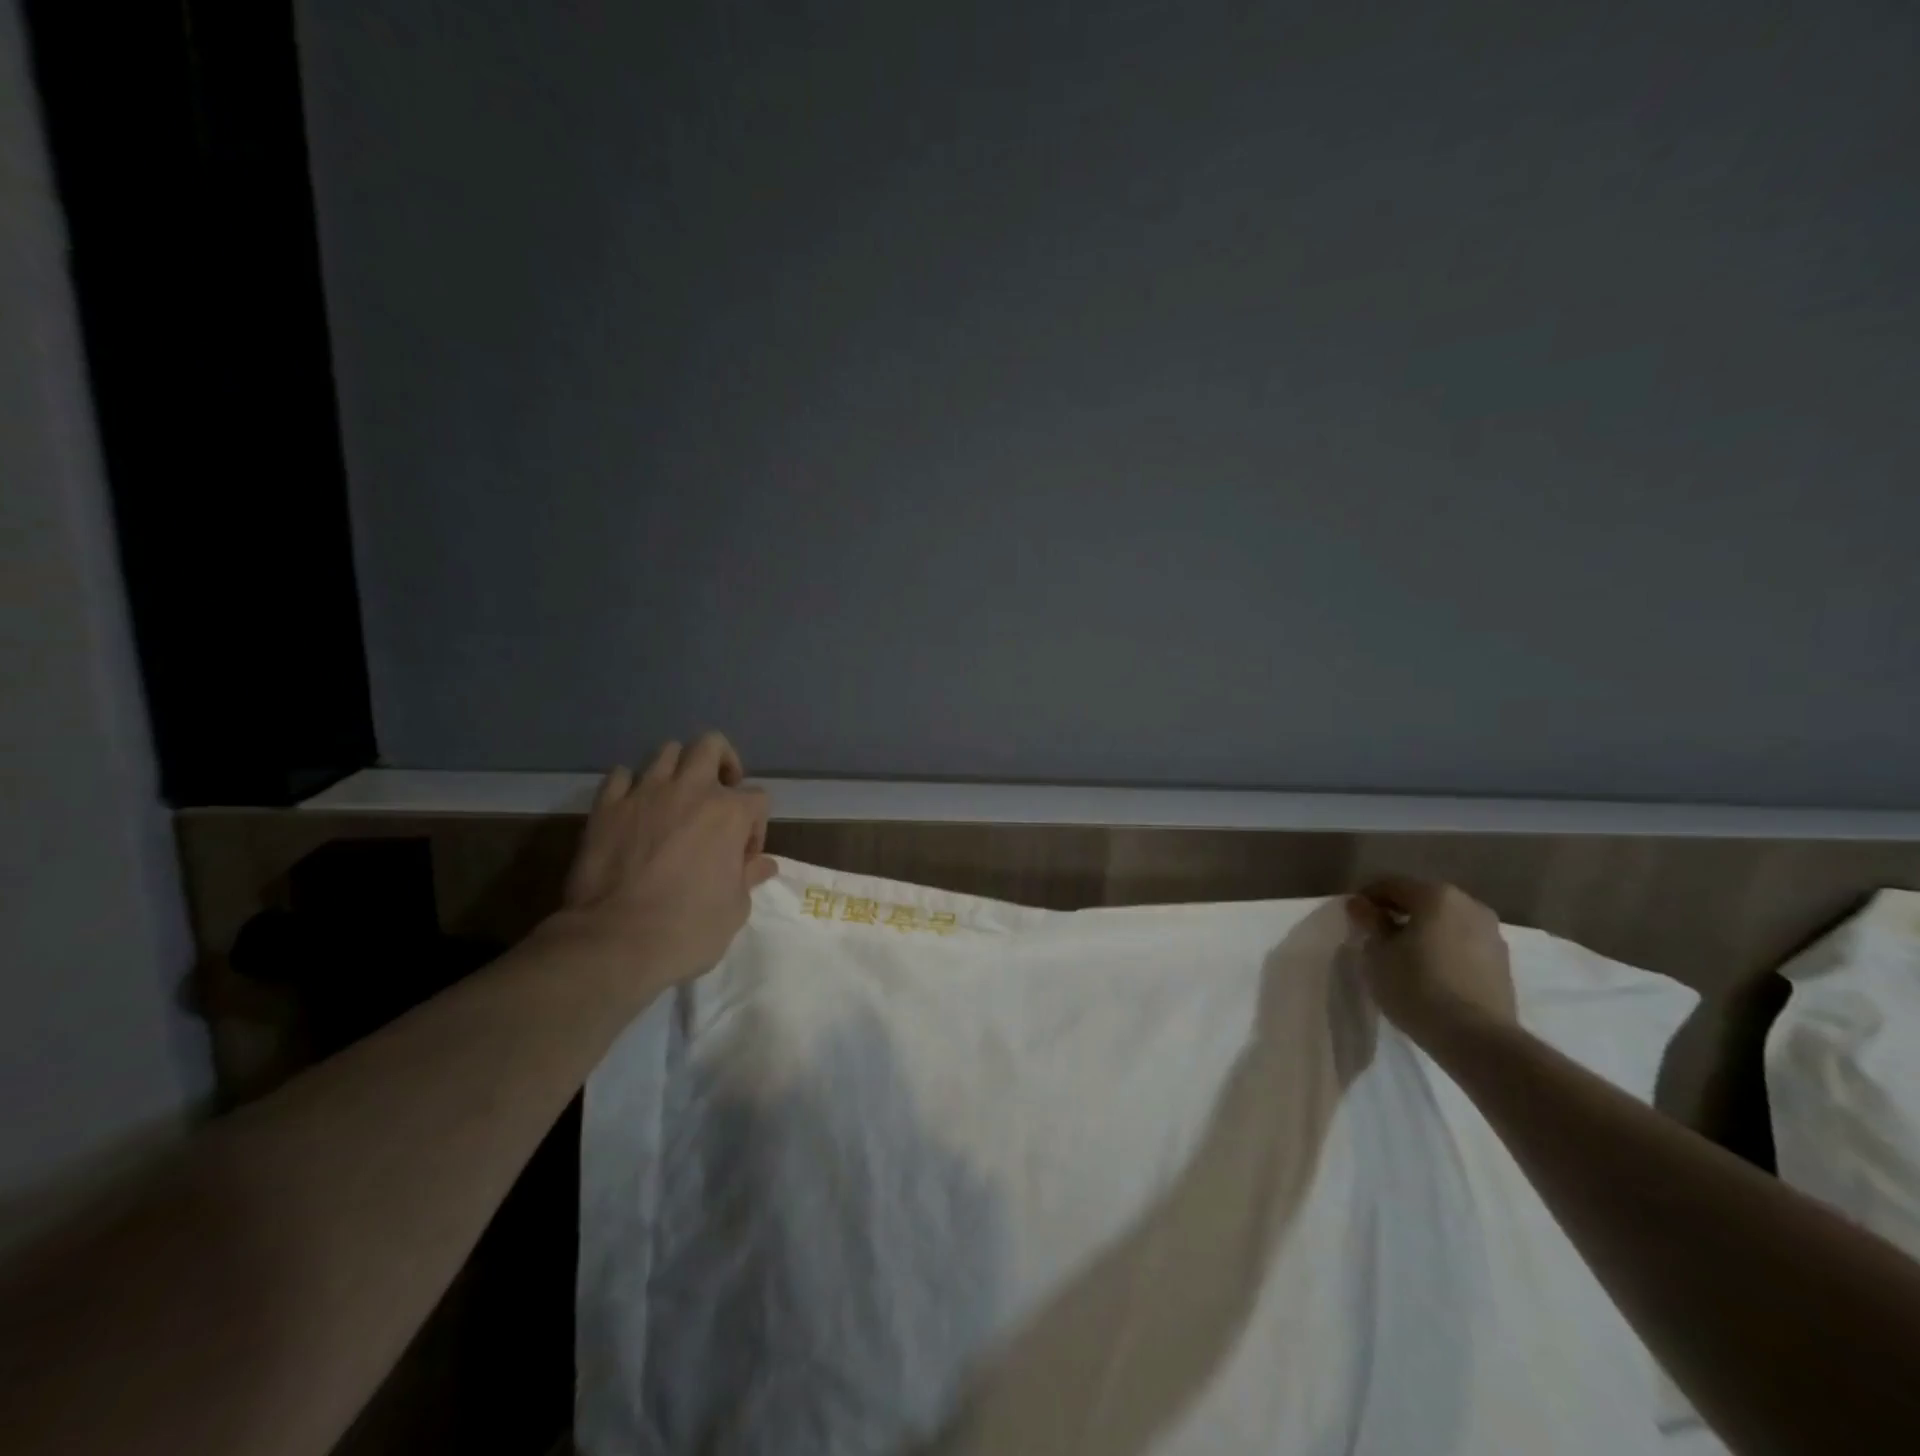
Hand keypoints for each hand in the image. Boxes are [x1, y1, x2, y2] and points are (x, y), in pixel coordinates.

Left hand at [553, 733, 778, 989]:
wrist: (615, 942)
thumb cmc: (688, 929)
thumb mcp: (735, 909)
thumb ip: (748, 877)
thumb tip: (761, 864)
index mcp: (730, 812)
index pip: (758, 799)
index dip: (755, 827)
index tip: (743, 858)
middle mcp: (690, 790)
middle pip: (711, 746)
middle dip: (722, 763)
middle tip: (720, 793)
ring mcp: (644, 793)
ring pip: (666, 752)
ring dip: (678, 770)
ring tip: (676, 799)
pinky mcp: (606, 807)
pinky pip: (620, 776)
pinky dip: (631, 787)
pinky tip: (634, 809)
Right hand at [1344, 878, 1516, 1044]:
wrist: (1478, 1039)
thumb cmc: (1417, 986)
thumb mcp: (1377, 953)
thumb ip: (1369, 922)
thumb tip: (1361, 904)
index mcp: (1436, 895)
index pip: (1390, 885)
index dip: (1366, 899)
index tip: (1353, 920)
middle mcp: (1469, 905)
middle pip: (1422, 901)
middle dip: (1398, 914)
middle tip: (1377, 938)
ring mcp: (1492, 934)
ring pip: (1445, 924)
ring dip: (1423, 933)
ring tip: (1405, 958)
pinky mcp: (1503, 963)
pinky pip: (1463, 945)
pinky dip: (1444, 950)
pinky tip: (1431, 973)